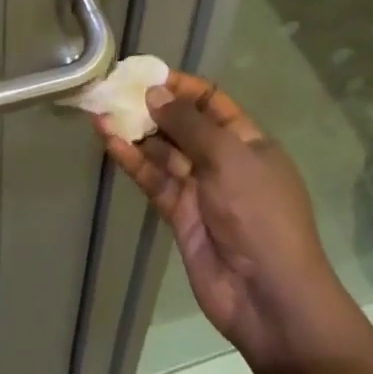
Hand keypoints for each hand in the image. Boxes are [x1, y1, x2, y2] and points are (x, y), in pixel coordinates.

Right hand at [98, 72, 352, 368]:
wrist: (269, 298)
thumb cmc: (259, 214)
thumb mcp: (228, 157)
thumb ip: (188, 124)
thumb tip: (155, 94)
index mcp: (248, 141)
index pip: (211, 102)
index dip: (182, 87)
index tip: (147, 75)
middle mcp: (224, 161)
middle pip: (184, 125)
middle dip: (153, 108)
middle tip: (116, 90)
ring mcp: (201, 189)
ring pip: (164, 152)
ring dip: (136, 132)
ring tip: (102, 110)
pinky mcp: (180, 215)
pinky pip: (154, 180)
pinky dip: (133, 161)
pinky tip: (110, 141)